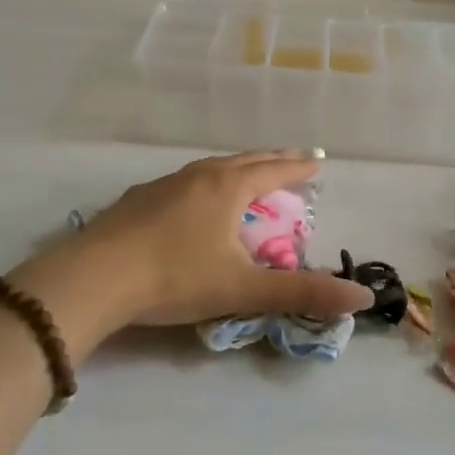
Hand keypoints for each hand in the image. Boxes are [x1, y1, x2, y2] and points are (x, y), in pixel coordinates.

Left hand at [12, 151, 372, 355]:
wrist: (93, 278)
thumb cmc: (175, 277)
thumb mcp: (242, 289)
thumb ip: (301, 293)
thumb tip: (361, 296)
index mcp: (228, 188)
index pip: (274, 170)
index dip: (299, 166)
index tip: (318, 161)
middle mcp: (199, 176)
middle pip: (244, 161)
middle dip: (272, 159)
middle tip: (292, 158)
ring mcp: (164, 184)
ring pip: (210, 168)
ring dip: (236, 169)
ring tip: (246, 175)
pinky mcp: (137, 200)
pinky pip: (183, 182)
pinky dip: (204, 183)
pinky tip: (192, 200)